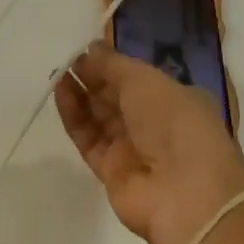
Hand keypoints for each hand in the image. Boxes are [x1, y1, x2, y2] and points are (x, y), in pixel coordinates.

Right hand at [55, 43, 243, 243]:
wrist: (186, 193)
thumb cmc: (174, 121)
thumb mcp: (144, 79)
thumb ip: (112, 63)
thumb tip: (89, 50)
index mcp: (177, 99)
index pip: (139, 78)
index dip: (113, 64)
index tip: (88, 50)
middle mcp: (157, 124)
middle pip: (117, 97)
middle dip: (93, 78)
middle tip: (67, 60)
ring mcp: (135, 150)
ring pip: (101, 117)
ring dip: (80, 94)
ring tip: (58, 73)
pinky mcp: (112, 173)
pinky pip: (89, 139)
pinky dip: (74, 116)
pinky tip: (60, 93)